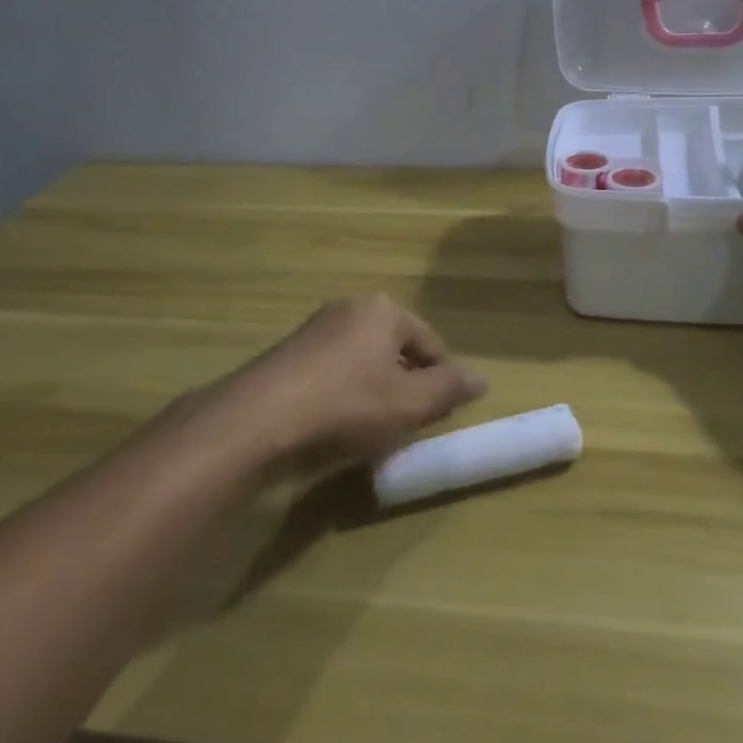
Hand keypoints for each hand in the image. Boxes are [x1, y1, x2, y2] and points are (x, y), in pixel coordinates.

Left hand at [210, 295, 488, 472]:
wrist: (259, 421)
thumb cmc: (348, 404)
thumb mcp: (410, 403)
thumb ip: (449, 390)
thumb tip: (482, 379)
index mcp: (383, 310)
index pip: (430, 343)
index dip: (442, 380)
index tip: (442, 416)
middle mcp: (349, 310)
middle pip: (395, 350)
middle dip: (407, 386)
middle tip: (410, 425)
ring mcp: (314, 331)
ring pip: (363, 364)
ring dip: (376, 394)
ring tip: (376, 432)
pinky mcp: (289, 357)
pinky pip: (333, 375)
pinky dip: (344, 398)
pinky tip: (339, 429)